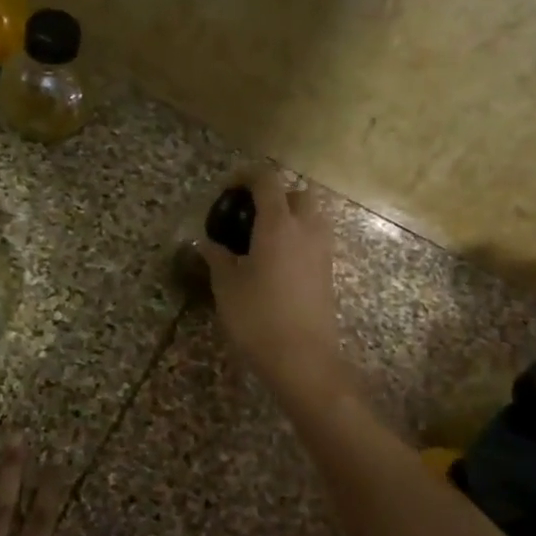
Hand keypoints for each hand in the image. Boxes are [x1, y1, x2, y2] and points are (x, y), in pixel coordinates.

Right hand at [197, 167, 347, 399]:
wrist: (303, 359)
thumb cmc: (258, 318)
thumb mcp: (227, 286)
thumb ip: (217, 257)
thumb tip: (206, 243)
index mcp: (278, 224)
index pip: (267, 180)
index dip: (246, 176)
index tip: (227, 188)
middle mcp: (306, 228)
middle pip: (297, 193)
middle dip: (274, 195)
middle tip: (248, 215)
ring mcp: (323, 250)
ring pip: (312, 216)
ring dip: (290, 216)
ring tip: (262, 238)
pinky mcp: (329, 271)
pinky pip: (315, 239)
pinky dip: (298, 238)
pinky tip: (276, 262)